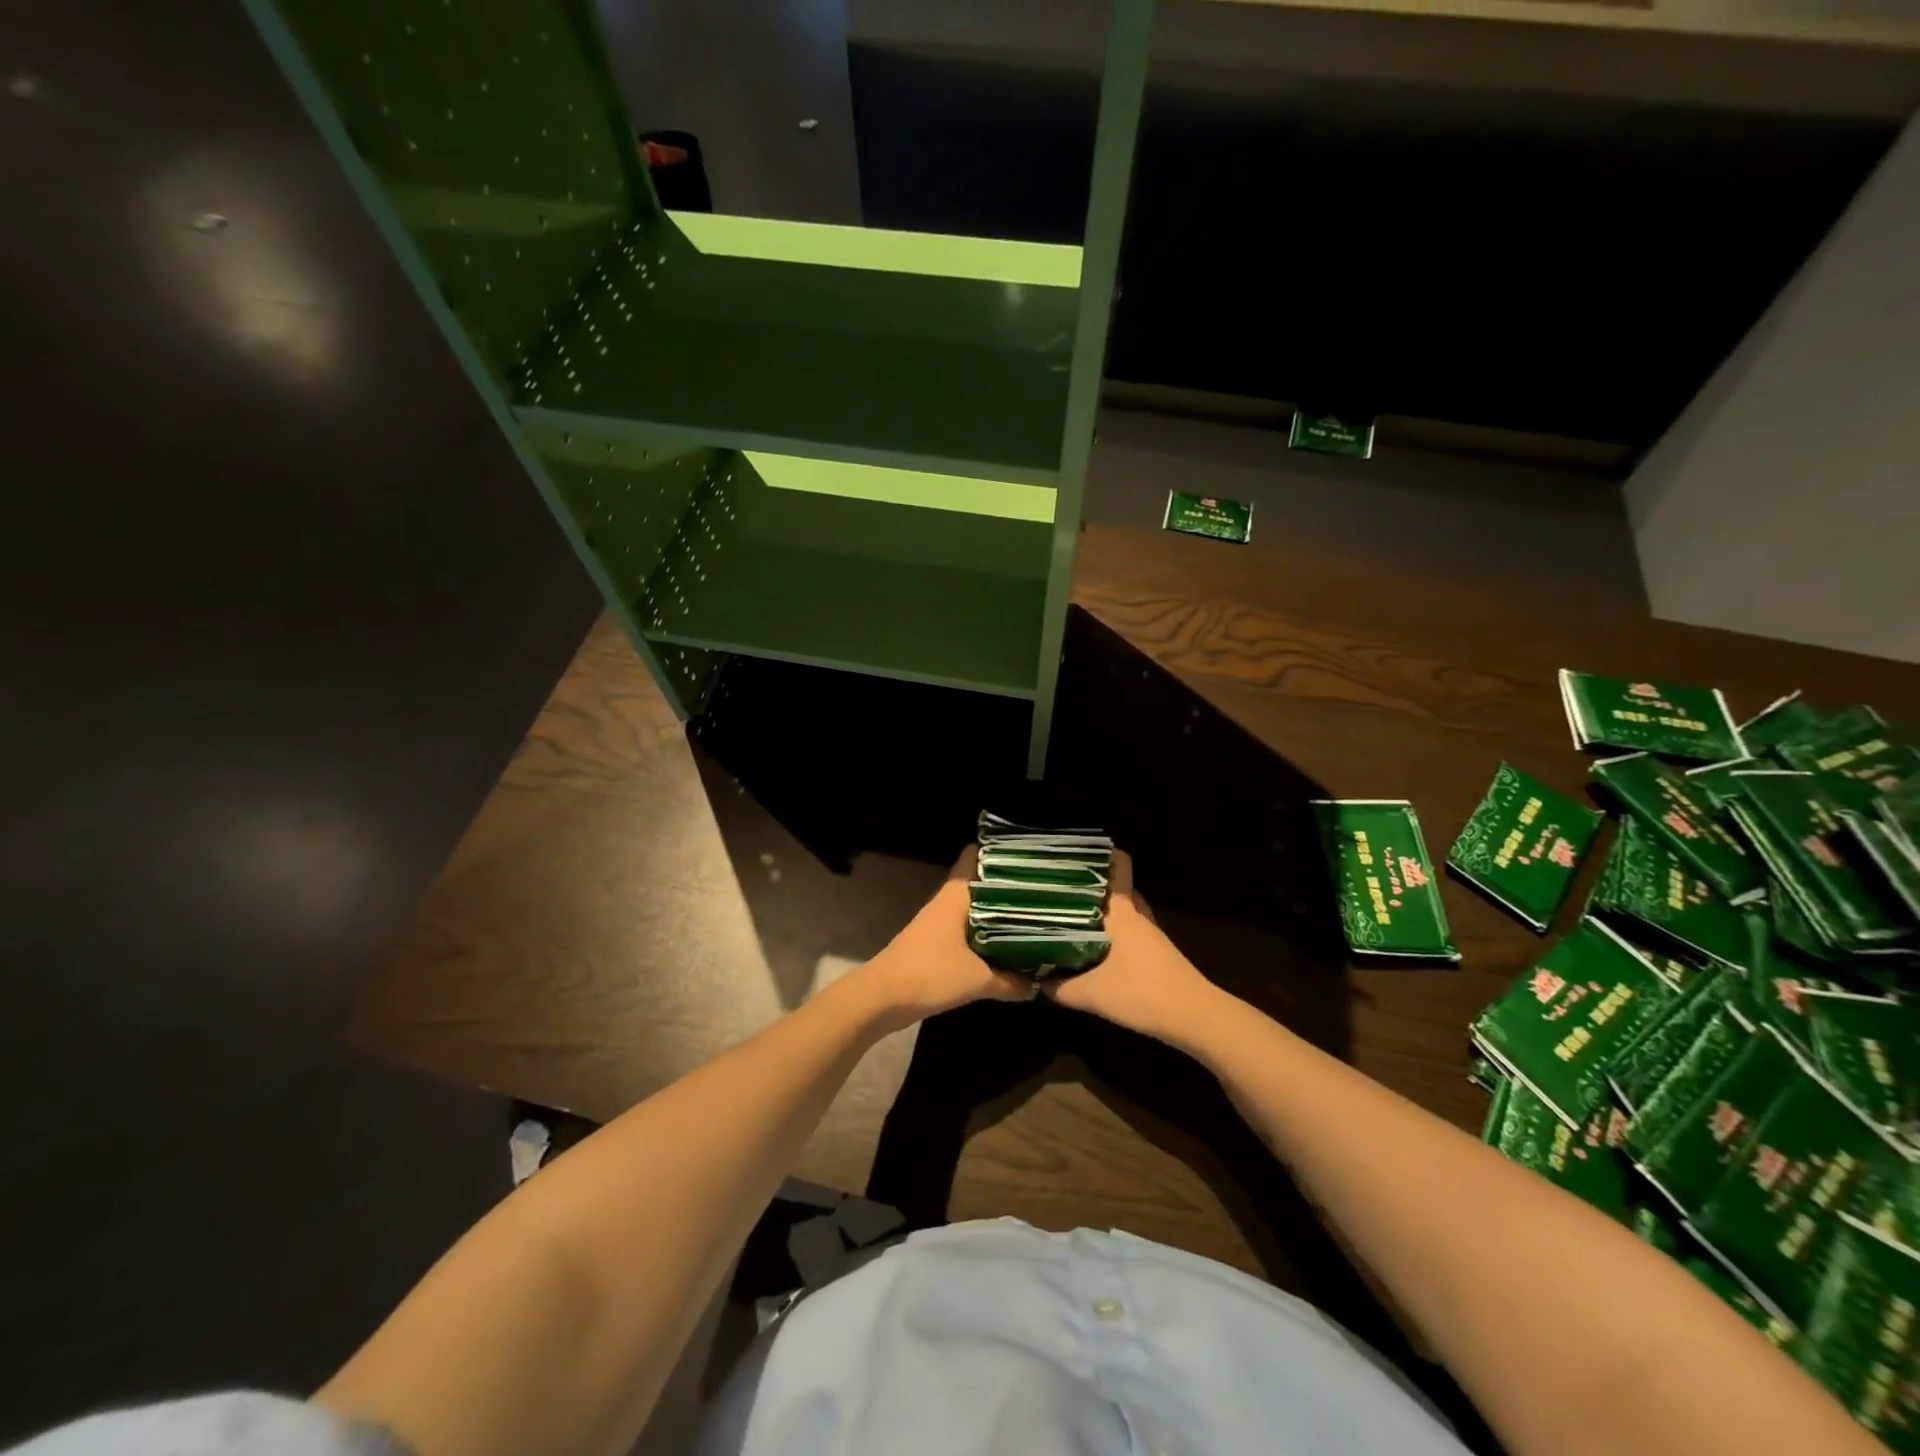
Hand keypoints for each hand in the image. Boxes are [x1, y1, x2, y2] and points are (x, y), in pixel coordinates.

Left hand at [853, 847, 1031, 1030]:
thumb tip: (1038, 984)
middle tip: (1042, 886)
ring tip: (1032, 911)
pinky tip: (1006, 943)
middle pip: (979, 883)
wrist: (882, 998)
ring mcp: (938, 922)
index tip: (1027, 853)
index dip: (998, 851)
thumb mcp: (978, 980)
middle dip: (1006, 885)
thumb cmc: (930, 975)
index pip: (974, 857)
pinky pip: (967, 929)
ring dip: (997, 910)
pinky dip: (986, 932)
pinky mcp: (935, 943)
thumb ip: (1011, 981)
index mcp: (955, 896)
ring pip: (974, 907)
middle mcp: (947, 902)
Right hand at [1045, 849, 1221, 1043]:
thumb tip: (1035, 981)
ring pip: (1123, 911)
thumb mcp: (1092, 994)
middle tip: (1060, 886)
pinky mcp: (1157, 954)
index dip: (1101, 853)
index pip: (1118, 867)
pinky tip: (1093, 947)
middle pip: (1117, 888)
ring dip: (1102, 910)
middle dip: (1092, 884)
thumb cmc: (1142, 993)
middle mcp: (1137, 916)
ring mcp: (1150, 935)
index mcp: (1122, 912)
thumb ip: (1059, 987)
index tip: (1073, 851)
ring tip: (1071, 913)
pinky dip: (1112, 932)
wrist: (1194, 1018)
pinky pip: (1129, 931)